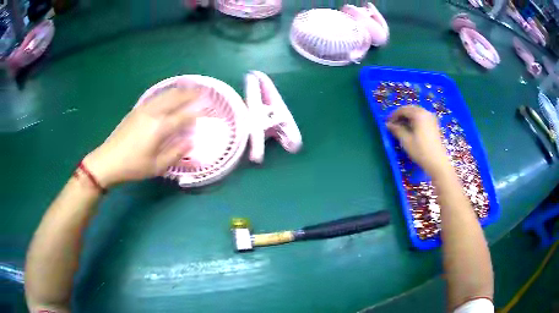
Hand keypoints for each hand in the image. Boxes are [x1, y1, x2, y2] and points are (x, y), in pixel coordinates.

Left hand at [84, 89, 198, 186]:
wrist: (108, 160)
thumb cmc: (133, 166)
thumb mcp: (157, 167)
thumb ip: (175, 153)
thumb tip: (191, 142)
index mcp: (159, 128)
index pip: (183, 116)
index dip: (196, 112)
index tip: (207, 109)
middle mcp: (153, 114)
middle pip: (174, 98)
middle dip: (190, 94)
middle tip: (202, 91)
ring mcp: (143, 109)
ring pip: (165, 95)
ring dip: (179, 90)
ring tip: (189, 88)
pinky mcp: (136, 110)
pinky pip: (156, 97)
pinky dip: (166, 93)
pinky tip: (169, 94)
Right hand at [386, 106, 450, 176]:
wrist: (437, 162)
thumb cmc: (420, 151)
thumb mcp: (406, 141)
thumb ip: (396, 130)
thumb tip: (388, 124)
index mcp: (418, 114)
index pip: (403, 109)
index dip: (393, 115)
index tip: (387, 123)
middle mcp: (426, 112)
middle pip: (410, 109)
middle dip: (401, 115)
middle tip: (393, 124)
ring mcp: (431, 118)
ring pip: (416, 113)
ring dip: (408, 118)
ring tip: (401, 127)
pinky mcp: (434, 125)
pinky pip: (422, 118)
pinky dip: (415, 120)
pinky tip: (411, 129)